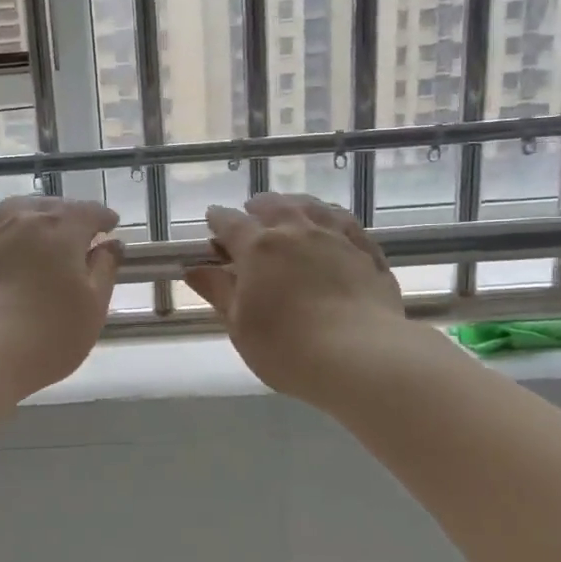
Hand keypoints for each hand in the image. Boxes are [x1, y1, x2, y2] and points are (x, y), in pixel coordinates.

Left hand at [0, 194, 123, 405]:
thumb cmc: (46, 336)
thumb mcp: (92, 309)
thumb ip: (104, 271)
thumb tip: (111, 244)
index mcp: (61, 232)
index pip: (88, 213)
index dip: (102, 217)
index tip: (110, 226)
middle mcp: (21, 223)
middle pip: (49, 207)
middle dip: (66, 214)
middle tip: (76, 229)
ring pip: (6, 211)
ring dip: (24, 211)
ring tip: (31, 218)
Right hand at [184, 193, 410, 407]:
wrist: (360, 356)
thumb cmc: (286, 347)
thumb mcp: (240, 325)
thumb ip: (218, 292)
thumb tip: (193, 269)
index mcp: (258, 247)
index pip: (230, 223)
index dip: (217, 221)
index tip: (212, 223)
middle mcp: (296, 230)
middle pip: (273, 205)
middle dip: (256, 209)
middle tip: (250, 217)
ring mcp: (335, 237)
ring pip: (312, 207)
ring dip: (294, 205)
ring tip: (289, 211)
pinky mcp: (367, 251)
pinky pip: (346, 222)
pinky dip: (331, 218)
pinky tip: (331, 226)